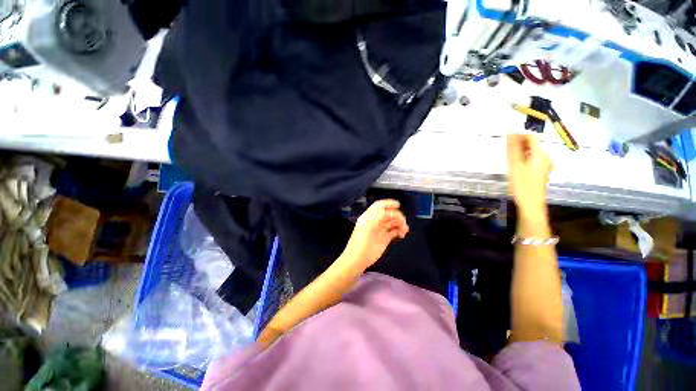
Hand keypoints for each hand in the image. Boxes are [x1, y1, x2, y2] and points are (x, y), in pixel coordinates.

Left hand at [342, 199, 408, 269]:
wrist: (357, 259)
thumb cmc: (361, 243)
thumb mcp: (368, 227)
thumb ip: (379, 217)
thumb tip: (391, 212)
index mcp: (369, 216)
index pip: (380, 206)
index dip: (388, 203)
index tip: (398, 205)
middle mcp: (375, 221)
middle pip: (388, 213)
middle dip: (397, 215)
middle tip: (403, 222)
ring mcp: (380, 229)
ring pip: (393, 222)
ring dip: (400, 223)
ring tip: (404, 230)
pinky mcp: (384, 238)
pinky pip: (394, 231)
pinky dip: (399, 231)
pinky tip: (402, 234)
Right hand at [507, 133, 552, 219]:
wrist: (531, 204)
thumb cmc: (523, 185)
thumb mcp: (515, 166)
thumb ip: (513, 149)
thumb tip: (510, 132)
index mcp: (540, 154)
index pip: (530, 137)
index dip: (518, 135)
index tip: (506, 138)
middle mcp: (545, 157)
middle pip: (532, 144)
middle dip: (518, 144)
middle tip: (505, 149)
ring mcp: (544, 164)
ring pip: (531, 152)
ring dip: (520, 152)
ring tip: (509, 157)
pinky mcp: (541, 171)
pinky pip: (532, 159)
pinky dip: (523, 159)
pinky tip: (516, 166)